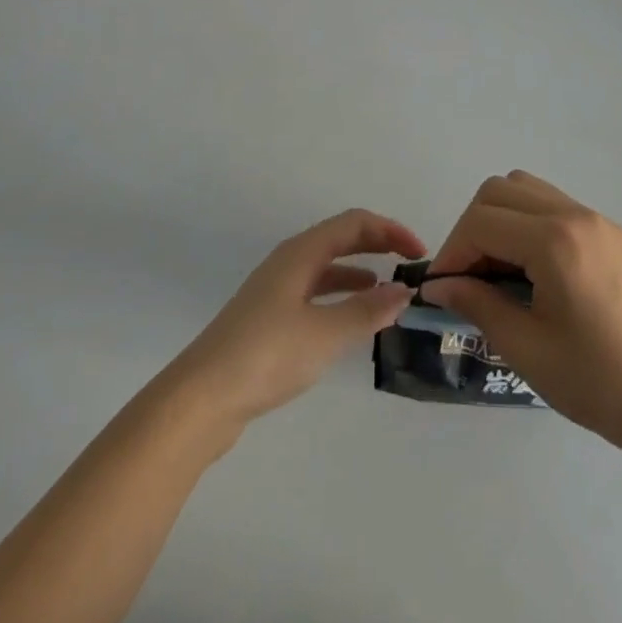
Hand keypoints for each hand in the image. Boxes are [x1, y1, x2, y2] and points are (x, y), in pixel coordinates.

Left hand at [167, 209, 425, 427]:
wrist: (201, 399)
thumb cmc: (266, 356)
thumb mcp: (325, 333)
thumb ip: (367, 310)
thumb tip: (404, 290)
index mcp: (301, 253)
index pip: (354, 223)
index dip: (390, 230)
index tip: (420, 253)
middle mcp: (289, 261)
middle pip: (341, 238)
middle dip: (378, 244)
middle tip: (411, 264)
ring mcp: (276, 289)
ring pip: (328, 266)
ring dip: (361, 270)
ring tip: (390, 291)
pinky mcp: (269, 318)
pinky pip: (317, 291)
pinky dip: (342, 295)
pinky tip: (353, 318)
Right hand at [421, 172, 621, 450]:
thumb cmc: (592, 380)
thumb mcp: (524, 347)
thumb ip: (477, 303)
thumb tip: (438, 284)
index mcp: (555, 242)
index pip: (482, 222)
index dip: (452, 251)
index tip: (442, 286)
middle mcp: (576, 215)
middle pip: (499, 191)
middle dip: (472, 228)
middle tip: (467, 275)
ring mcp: (597, 218)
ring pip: (527, 188)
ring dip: (500, 218)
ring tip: (496, 266)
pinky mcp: (611, 230)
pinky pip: (555, 204)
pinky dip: (529, 221)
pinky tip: (531, 267)